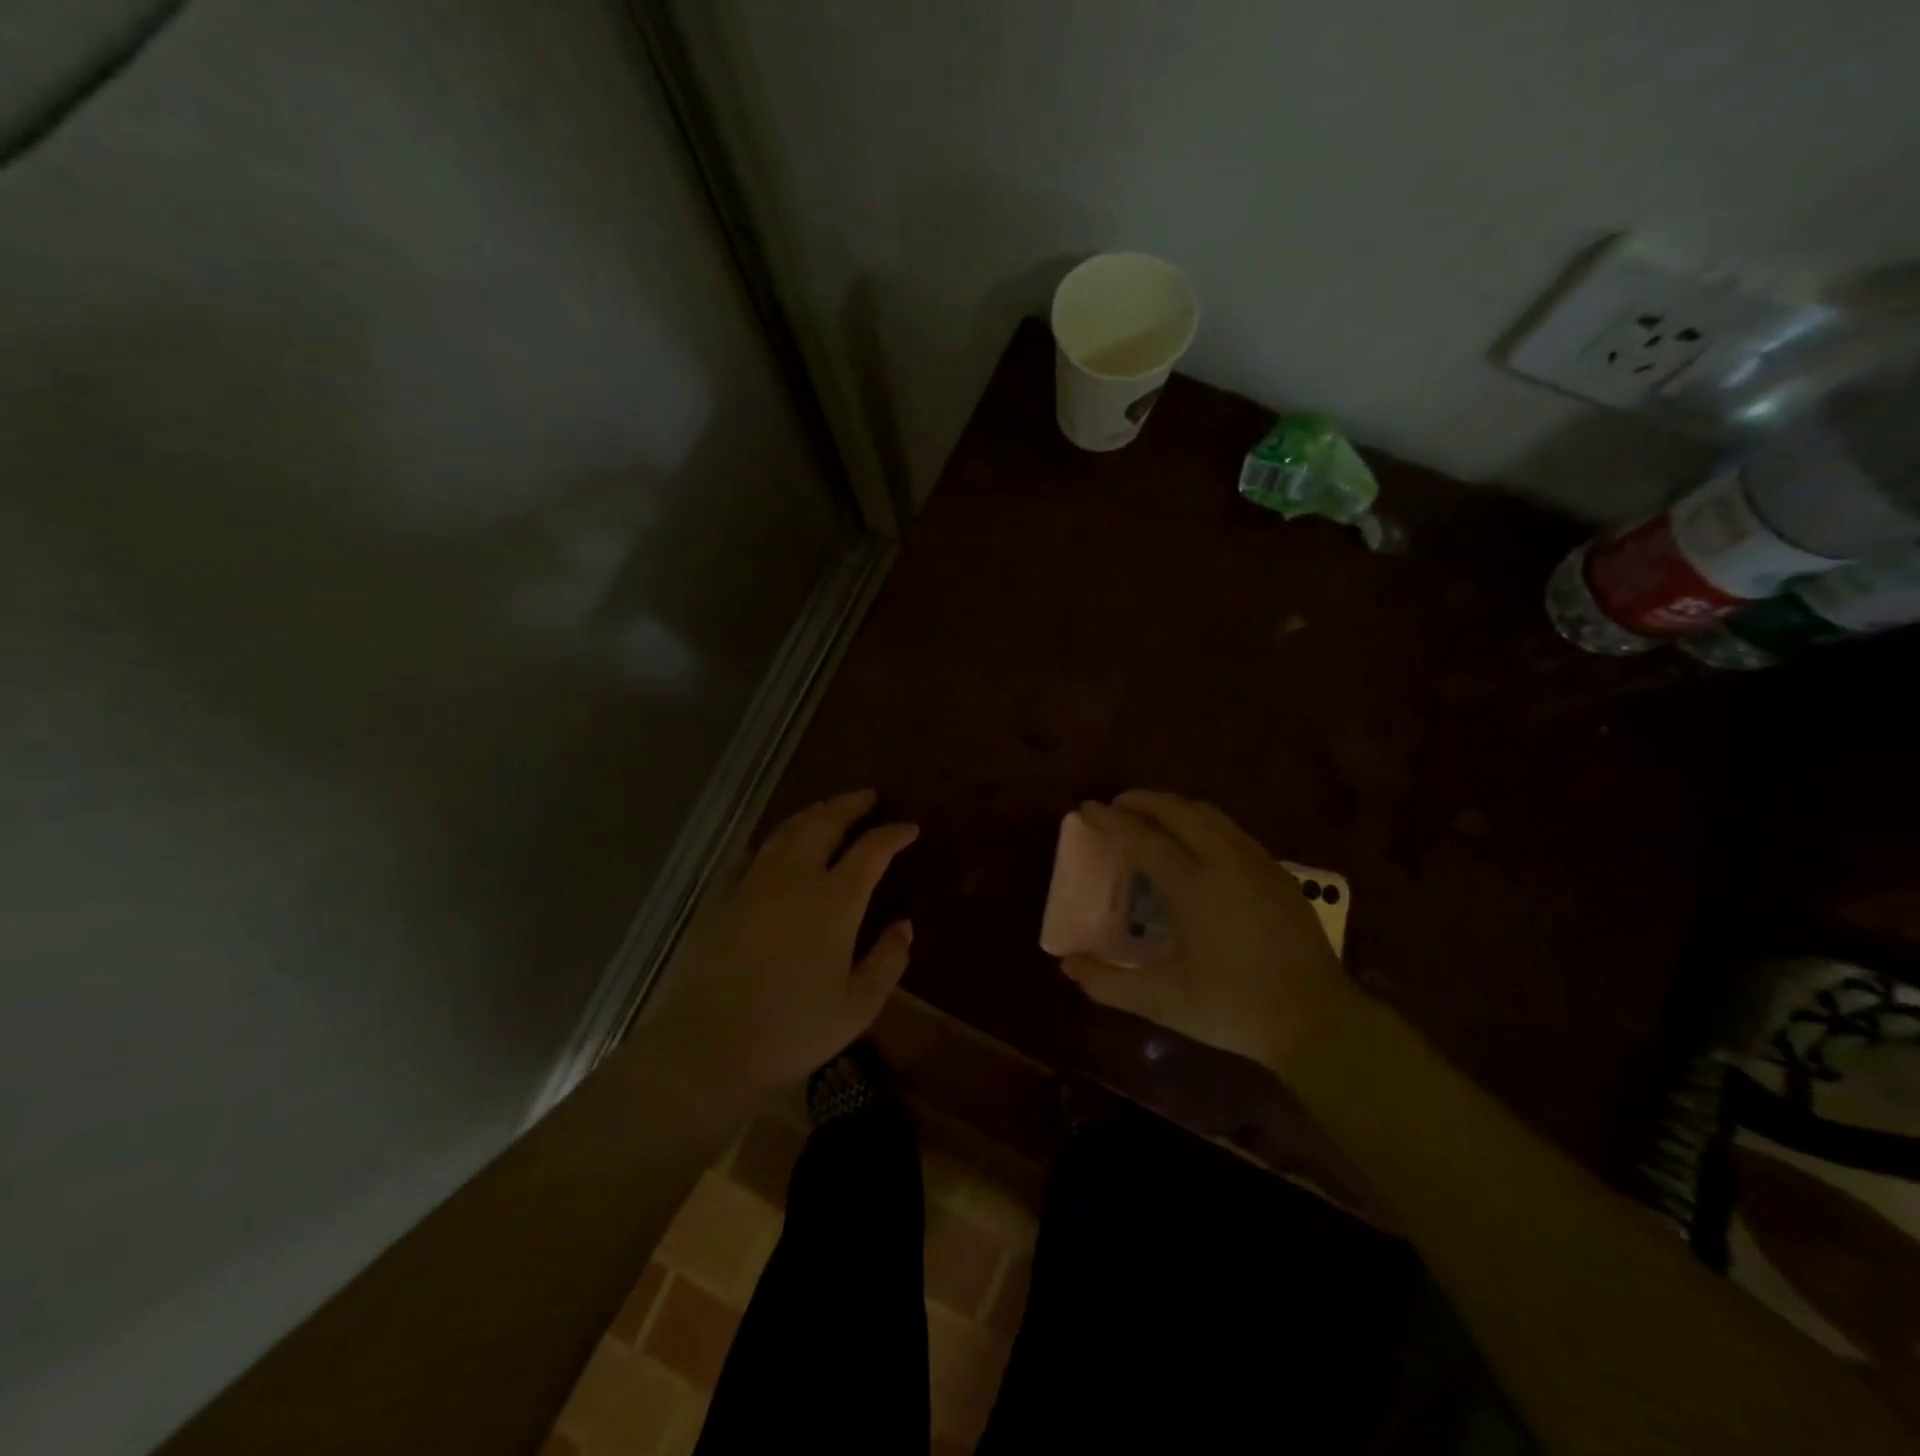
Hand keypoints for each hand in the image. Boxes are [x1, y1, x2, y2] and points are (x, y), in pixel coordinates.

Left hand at [633, 790, 916, 1100]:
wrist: (706, 1046)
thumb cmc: (791, 1030)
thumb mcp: (857, 1006)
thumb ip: (888, 960)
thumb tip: (904, 925)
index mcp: (834, 900)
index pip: (871, 850)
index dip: (893, 834)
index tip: (909, 829)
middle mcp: (794, 877)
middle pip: (825, 823)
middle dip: (850, 805)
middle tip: (867, 798)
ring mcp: (752, 883)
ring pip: (786, 830)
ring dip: (813, 814)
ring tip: (828, 810)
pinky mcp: (720, 897)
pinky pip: (752, 854)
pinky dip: (772, 841)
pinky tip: (775, 848)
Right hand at [1061, 792, 1356, 1077]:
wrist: (1317, 1021)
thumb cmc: (1233, 1008)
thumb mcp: (1162, 1001)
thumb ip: (1108, 983)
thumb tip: (1067, 966)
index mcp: (1192, 885)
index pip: (1141, 837)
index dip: (1110, 820)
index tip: (1086, 808)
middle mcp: (1224, 860)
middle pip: (1177, 810)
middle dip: (1142, 801)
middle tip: (1117, 808)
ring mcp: (1257, 862)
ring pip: (1209, 815)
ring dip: (1174, 809)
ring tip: (1151, 820)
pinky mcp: (1278, 873)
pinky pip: (1232, 831)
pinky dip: (1202, 824)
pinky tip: (1196, 846)